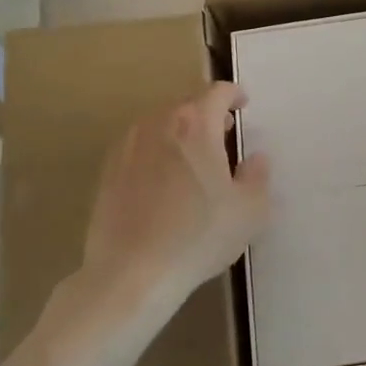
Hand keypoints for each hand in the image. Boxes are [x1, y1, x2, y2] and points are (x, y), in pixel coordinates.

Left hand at [82, 83, 271, 308]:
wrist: (130, 274)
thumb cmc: (197, 236)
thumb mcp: (249, 211)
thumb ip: (258, 176)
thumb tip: (255, 159)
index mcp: (195, 124)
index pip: (218, 92)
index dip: (234, 94)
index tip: (243, 105)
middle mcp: (158, 124)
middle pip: (186, 103)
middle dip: (207, 113)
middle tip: (223, 134)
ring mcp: (127, 146)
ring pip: (159, 124)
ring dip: (179, 131)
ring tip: (193, 157)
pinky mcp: (107, 171)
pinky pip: (139, 147)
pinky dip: (156, 151)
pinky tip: (164, 181)